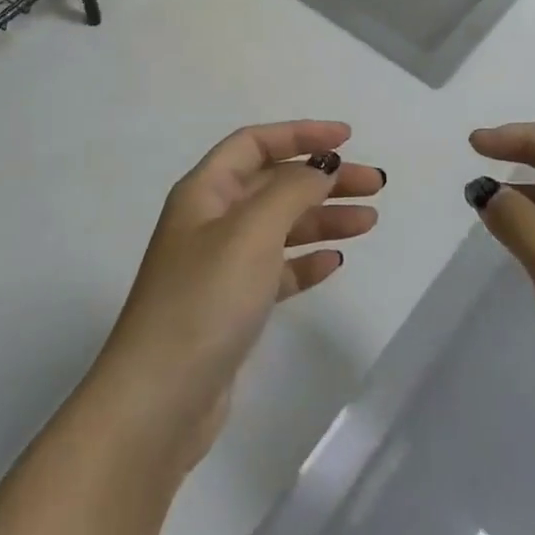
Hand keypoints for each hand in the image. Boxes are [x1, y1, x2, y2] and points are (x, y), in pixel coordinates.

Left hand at [90, 121, 383, 468]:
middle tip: (375, 185)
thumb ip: (291, 190)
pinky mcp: (232, 306)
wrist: (159, 401)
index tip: (348, 138)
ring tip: (370, 222)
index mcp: (205, 191)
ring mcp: (221, 265)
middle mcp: (211, 220)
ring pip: (280, 226)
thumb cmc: (204, 300)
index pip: (255, 143)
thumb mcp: (251, 232)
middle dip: (323, 179)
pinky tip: (335, 263)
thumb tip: (322, 166)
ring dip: (323, 218)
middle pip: (274, 183)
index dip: (300, 134)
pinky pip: (277, 269)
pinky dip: (306, 261)